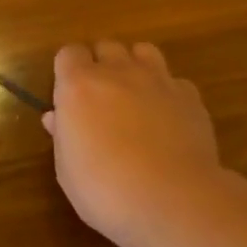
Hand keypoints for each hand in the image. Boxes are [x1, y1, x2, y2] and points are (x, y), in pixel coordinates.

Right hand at [43, 41, 224, 246]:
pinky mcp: (190, 96)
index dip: (68, 71)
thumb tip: (56, 118)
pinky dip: (167, 92)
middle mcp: (118, 72)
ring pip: (143, 51)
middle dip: (101, 65)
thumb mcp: (68, 169)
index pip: (68, 54)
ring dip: (135, 66)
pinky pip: (174, 80)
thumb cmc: (104, 189)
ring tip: (134, 96)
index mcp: (78, 86)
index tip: (68, 96)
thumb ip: (63, 135)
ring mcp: (158, 80)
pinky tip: (167, 118)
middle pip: (106, 47)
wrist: (171, 199)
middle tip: (100, 98)